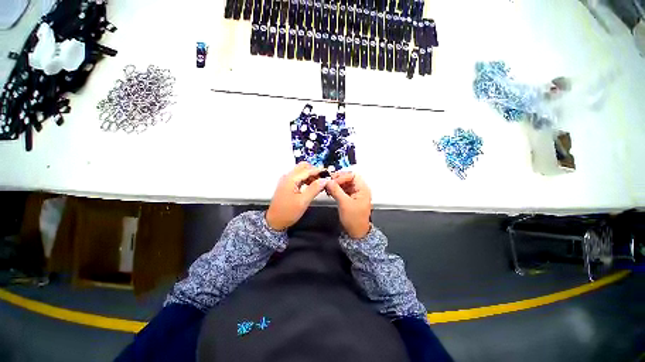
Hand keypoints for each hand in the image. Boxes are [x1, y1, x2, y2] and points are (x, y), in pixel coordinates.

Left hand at [266, 162, 327, 230]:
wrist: (274, 221)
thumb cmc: (288, 212)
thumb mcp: (303, 201)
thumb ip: (314, 189)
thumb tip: (324, 180)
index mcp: (291, 179)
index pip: (307, 170)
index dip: (318, 171)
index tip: (328, 175)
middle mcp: (288, 176)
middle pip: (303, 166)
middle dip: (314, 171)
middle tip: (322, 180)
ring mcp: (287, 180)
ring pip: (301, 171)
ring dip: (310, 175)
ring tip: (319, 184)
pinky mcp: (287, 185)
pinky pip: (298, 177)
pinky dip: (306, 179)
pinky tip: (312, 186)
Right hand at [325, 171, 371, 238]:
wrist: (356, 233)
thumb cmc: (354, 219)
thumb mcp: (344, 203)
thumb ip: (336, 190)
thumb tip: (328, 181)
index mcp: (362, 189)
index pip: (352, 175)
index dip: (342, 176)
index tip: (332, 181)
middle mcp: (360, 189)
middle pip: (348, 178)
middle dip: (338, 179)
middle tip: (328, 182)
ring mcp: (355, 194)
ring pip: (344, 184)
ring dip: (336, 184)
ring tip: (327, 187)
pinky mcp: (350, 198)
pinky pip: (343, 190)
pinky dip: (336, 189)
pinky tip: (329, 192)